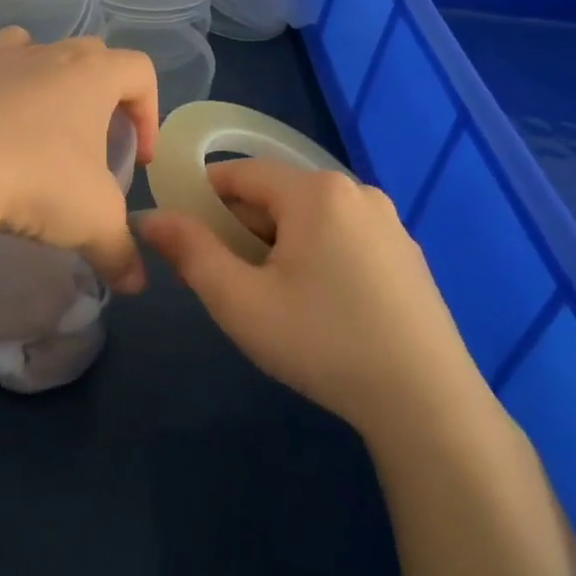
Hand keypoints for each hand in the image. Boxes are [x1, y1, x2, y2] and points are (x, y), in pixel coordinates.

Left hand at [0, 30, 158, 290]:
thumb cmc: (37, 183)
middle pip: (86, 52)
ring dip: (33, 70)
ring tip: (31, 115)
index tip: (138, 157)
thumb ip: (121, 252)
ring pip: (22, 45)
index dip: (149, 111)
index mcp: (90, 76)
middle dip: (97, 90)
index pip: (139, 71)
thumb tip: (135, 283)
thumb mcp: (94, 223)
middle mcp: (42, 56)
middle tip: (90, 139)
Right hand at [135, 158, 487, 441]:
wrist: (426, 403)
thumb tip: (148, 217)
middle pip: (275, 195)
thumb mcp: (239, 300)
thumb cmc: (321, 342)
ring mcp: (388, 223)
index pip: (239, 173)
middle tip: (223, 280)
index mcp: (315, 191)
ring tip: (268, 298)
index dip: (201, 198)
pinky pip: (340, 237)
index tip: (183, 238)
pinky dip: (313, 256)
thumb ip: (188, 251)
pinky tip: (316, 306)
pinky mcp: (406, 255)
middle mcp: (356, 191)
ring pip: (307, 219)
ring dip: (275, 245)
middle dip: (238, 228)